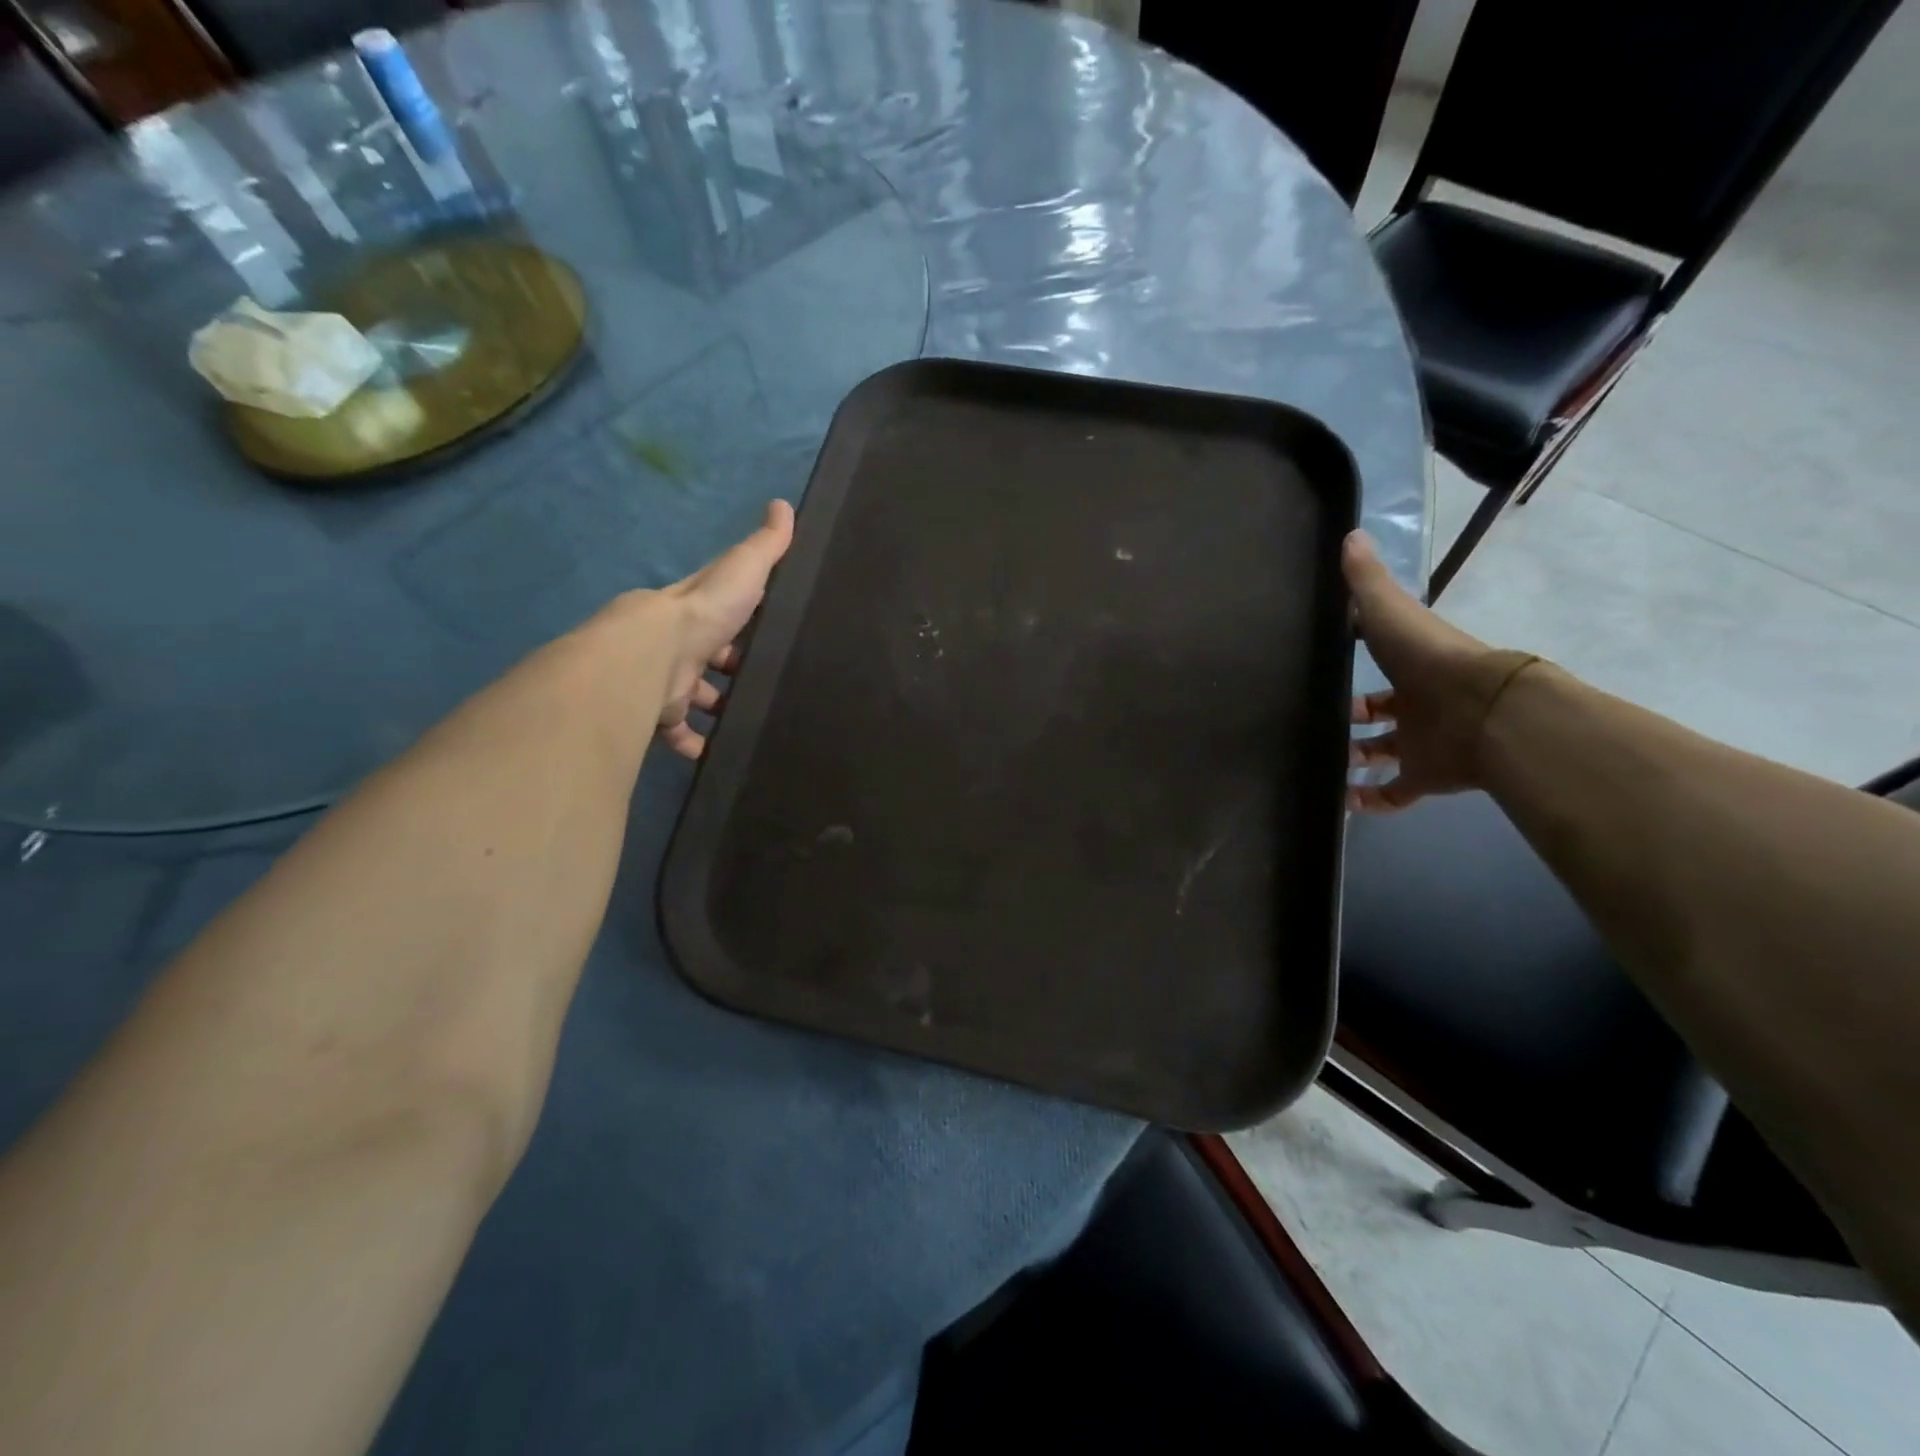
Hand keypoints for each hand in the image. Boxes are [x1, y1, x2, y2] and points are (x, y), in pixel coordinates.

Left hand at [654, 500, 795, 758]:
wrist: (653, 656)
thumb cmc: (703, 613)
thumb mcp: (744, 570)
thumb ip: (767, 546)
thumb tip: (784, 504)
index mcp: (698, 611)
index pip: (721, 611)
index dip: (740, 621)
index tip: (765, 635)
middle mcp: (679, 644)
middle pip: (707, 658)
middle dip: (729, 670)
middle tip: (764, 684)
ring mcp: (668, 681)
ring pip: (694, 697)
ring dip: (716, 709)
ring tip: (748, 721)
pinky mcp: (661, 715)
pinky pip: (679, 734)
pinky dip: (696, 744)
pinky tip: (719, 752)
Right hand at [1345, 531, 1535, 811]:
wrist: (1481, 711)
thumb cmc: (1429, 659)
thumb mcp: (1389, 612)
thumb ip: (1367, 581)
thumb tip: (1349, 534)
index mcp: (1411, 667)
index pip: (1380, 664)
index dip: (1356, 663)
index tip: (1326, 667)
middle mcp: (1417, 705)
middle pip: (1381, 714)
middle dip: (1353, 718)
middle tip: (1315, 722)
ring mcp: (1422, 743)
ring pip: (1384, 753)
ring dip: (1355, 758)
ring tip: (1318, 761)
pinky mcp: (1425, 777)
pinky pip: (1394, 793)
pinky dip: (1369, 800)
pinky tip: (1340, 802)